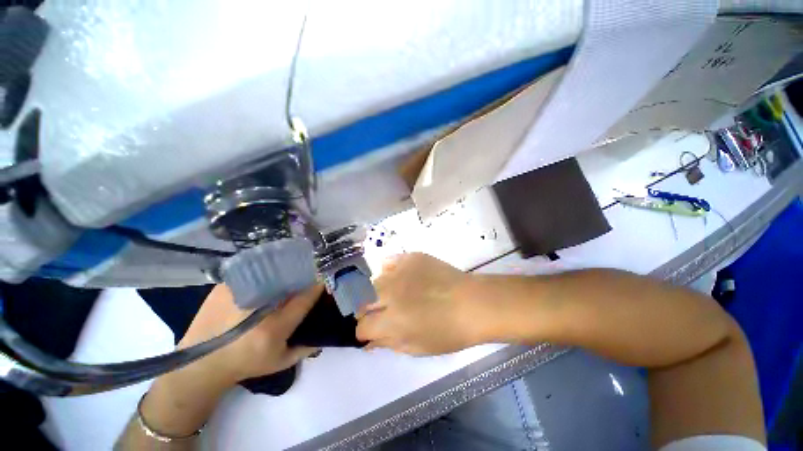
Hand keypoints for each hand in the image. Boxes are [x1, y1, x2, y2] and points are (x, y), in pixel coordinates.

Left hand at [176, 283, 321, 385]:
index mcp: (275, 326)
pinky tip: (268, 273)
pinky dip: (264, 270)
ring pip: (273, 271)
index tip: (323, 280)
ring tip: (291, 271)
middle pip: (291, 279)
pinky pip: (253, 271)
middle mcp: (259, 307)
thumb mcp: (280, 362)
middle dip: (304, 274)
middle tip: (309, 274)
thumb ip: (306, 347)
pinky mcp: (225, 286)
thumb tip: (325, 332)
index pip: (306, 296)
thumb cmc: (245, 364)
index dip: (318, 285)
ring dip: (286, 270)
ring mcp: (239, 293)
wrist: (200, 365)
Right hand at [356, 253, 483, 354]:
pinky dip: (391, 271)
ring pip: (375, 281)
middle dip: (368, 310)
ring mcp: (400, 271)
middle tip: (382, 312)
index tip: (372, 332)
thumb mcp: (417, 347)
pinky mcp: (410, 258)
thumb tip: (369, 341)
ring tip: (394, 294)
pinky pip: (390, 262)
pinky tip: (401, 277)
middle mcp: (389, 293)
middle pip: (362, 300)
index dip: (365, 332)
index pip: (362, 326)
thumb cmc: (449, 332)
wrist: (473, 302)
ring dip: (379, 291)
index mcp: (390, 320)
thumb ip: (389, 343)